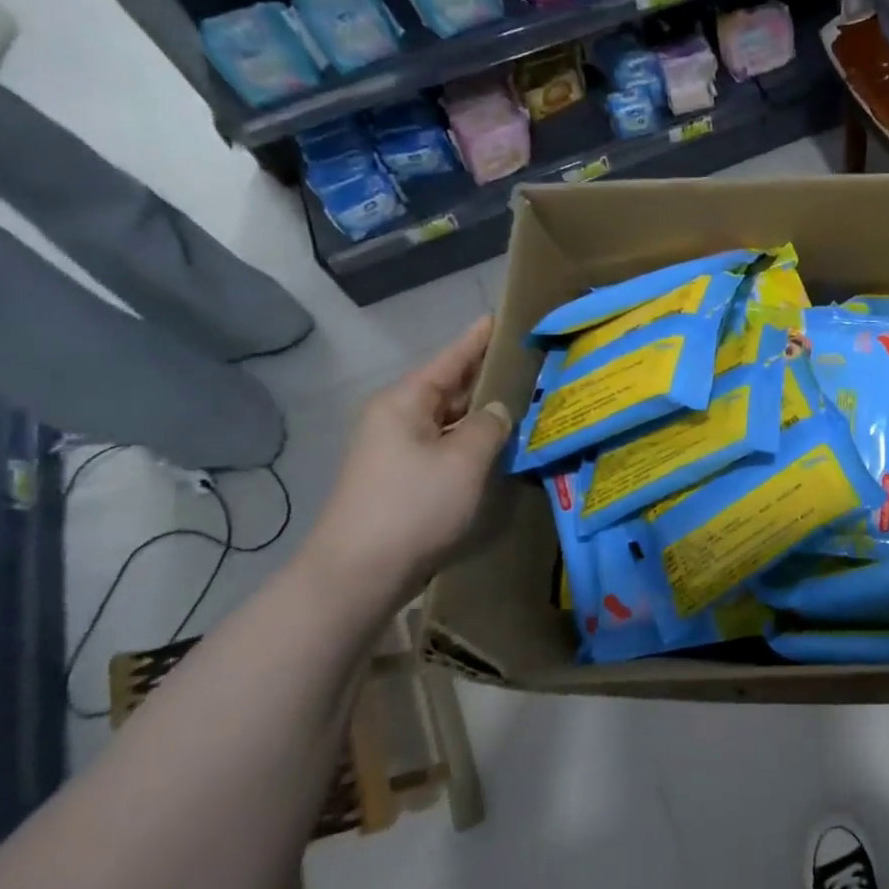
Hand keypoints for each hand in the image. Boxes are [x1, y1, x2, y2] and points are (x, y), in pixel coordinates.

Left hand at [303, 318, 512, 600]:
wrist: (359, 571)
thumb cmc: (414, 505)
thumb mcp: (464, 460)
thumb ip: (489, 426)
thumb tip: (498, 410)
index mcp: (405, 401)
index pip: (451, 358)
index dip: (478, 339)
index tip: (501, 317)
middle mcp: (396, 417)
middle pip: (448, 387)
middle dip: (486, 377)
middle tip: (529, 364)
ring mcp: (396, 449)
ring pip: (447, 419)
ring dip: (481, 413)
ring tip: (523, 401)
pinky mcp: (402, 477)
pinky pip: (443, 445)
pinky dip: (470, 440)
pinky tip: (497, 445)